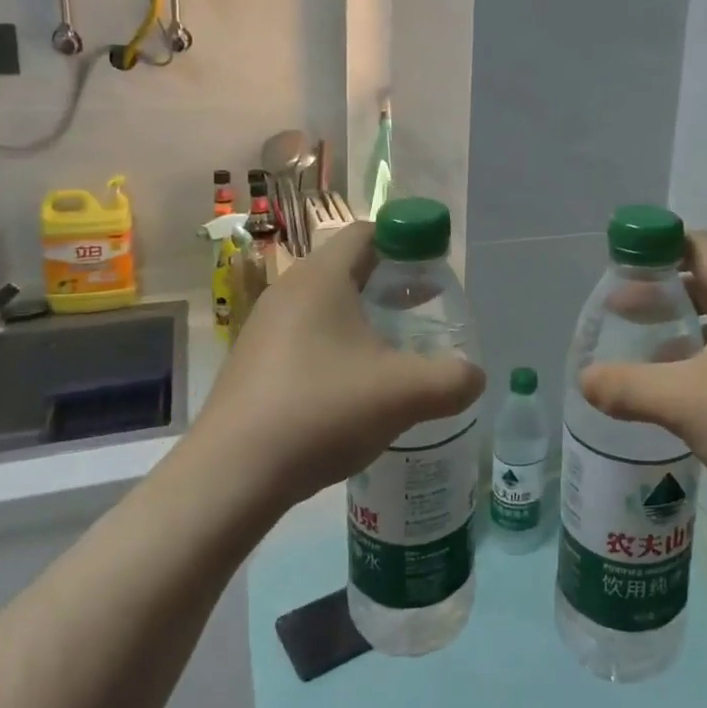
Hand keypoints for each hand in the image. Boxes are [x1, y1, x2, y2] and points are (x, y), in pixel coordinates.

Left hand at [190, 222, 485, 510]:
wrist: (231, 475)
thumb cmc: (321, 410)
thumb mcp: (403, 393)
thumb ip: (452, 379)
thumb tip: (475, 376)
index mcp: (321, 278)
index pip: (367, 232)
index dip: (406, 241)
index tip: (433, 270)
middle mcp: (288, 290)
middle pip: (347, 267)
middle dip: (389, 283)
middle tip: (423, 309)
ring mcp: (264, 327)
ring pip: (325, 305)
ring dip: (362, 318)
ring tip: (393, 351)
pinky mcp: (253, 363)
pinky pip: (305, 336)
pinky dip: (335, 346)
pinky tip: (352, 388)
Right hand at [578, 231, 706, 515]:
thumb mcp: (684, 400)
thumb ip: (628, 386)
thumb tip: (584, 380)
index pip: (699, 245)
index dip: (658, 248)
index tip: (620, 268)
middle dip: (663, 292)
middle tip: (620, 311)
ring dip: (683, 328)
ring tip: (643, 348)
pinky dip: (704, 357)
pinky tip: (679, 389)